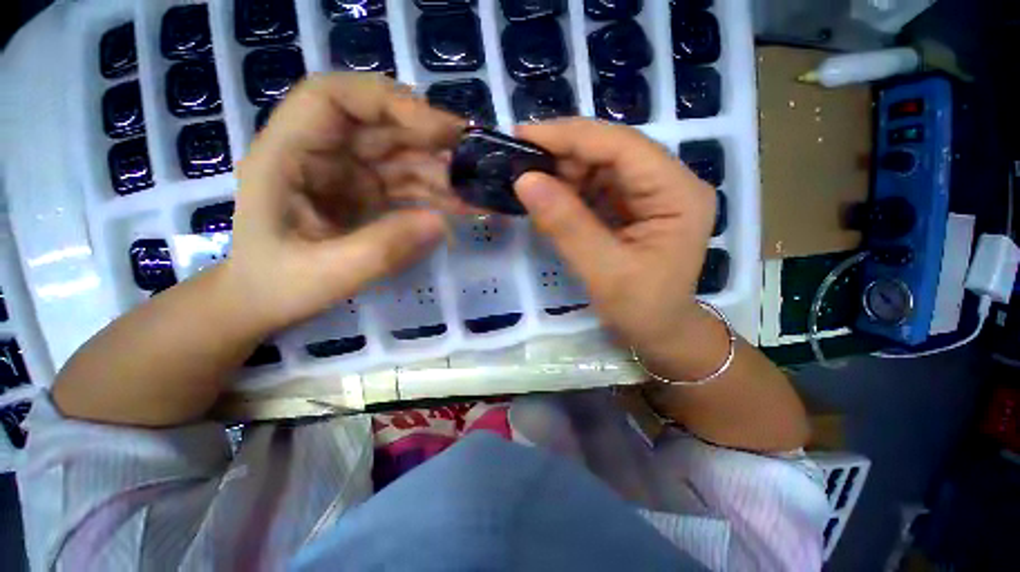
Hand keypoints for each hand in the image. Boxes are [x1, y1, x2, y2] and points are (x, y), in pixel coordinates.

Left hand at [225, 73, 464, 334]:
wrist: (264, 301)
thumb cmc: (276, 286)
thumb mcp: (326, 274)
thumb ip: (383, 249)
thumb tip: (441, 224)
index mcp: (288, 154)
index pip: (332, 98)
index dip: (387, 101)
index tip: (437, 129)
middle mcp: (320, 153)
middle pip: (379, 126)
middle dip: (430, 140)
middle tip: (476, 160)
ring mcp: (347, 173)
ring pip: (401, 156)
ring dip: (441, 172)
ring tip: (476, 192)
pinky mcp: (366, 194)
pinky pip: (406, 184)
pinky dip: (435, 194)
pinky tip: (460, 206)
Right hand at [513, 119, 725, 378]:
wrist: (660, 332)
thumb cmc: (641, 310)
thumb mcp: (602, 271)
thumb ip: (566, 225)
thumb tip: (525, 181)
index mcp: (677, 193)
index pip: (622, 146)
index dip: (570, 136)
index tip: (522, 136)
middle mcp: (670, 183)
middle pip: (611, 151)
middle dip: (563, 155)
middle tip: (519, 165)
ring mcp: (652, 193)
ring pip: (601, 166)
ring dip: (563, 172)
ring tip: (529, 183)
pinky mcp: (635, 206)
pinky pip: (598, 186)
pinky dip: (570, 190)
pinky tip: (549, 197)